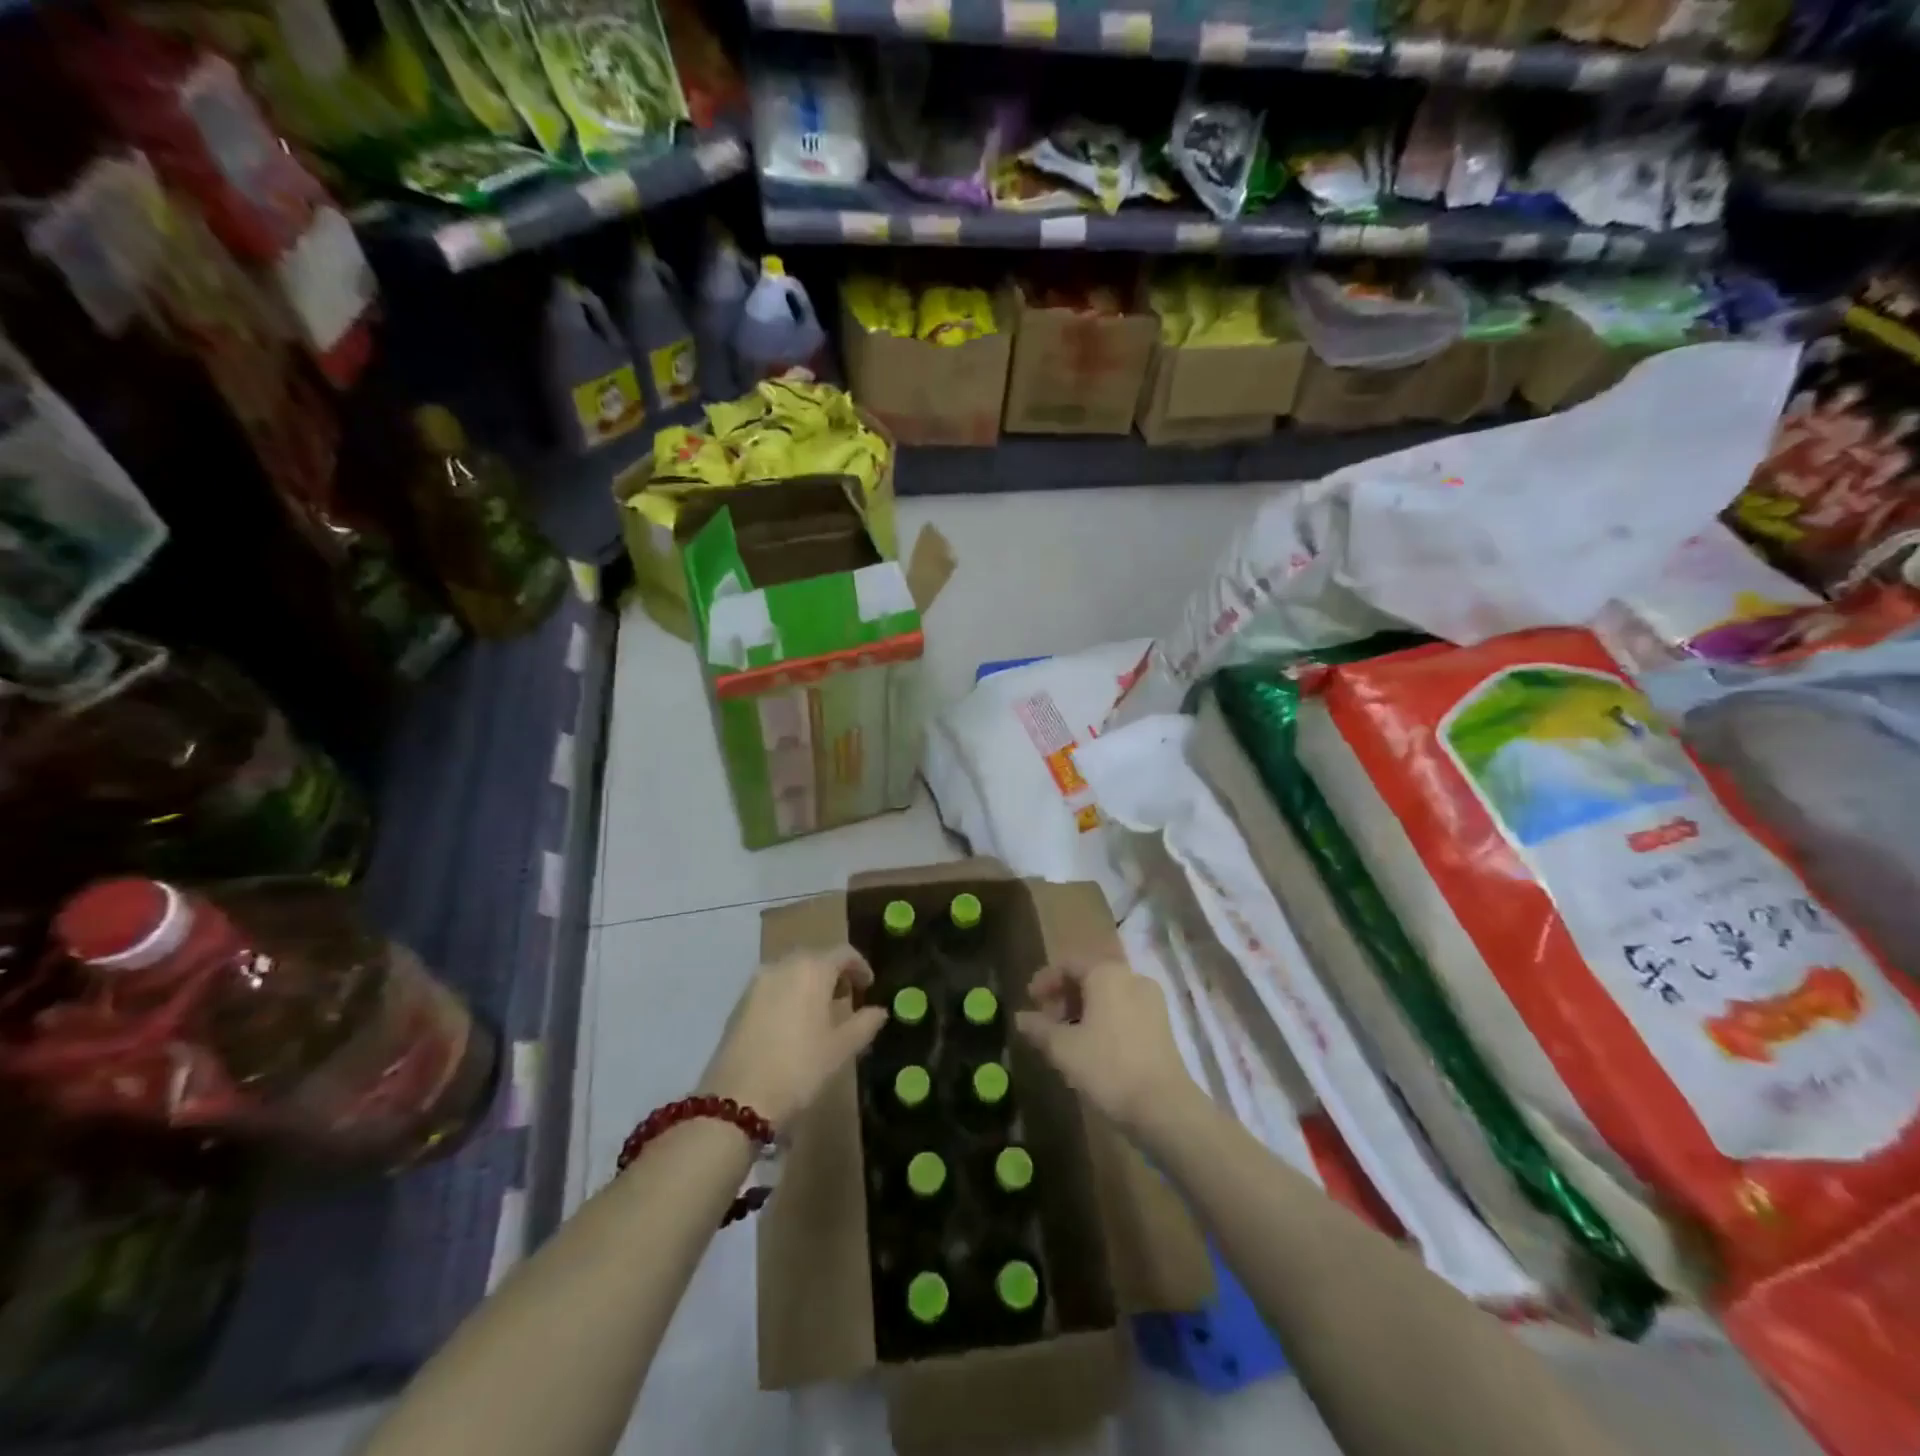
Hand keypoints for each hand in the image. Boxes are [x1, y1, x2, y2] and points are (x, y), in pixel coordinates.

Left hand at [699, 946, 887, 1128]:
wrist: (737, 1100)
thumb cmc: (799, 1068)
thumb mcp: (841, 1048)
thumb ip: (865, 1023)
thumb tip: (879, 1010)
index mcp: (812, 969)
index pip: (844, 953)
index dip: (860, 967)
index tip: (868, 987)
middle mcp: (783, 965)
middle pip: (816, 958)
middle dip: (834, 974)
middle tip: (846, 999)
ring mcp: (757, 982)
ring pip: (792, 971)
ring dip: (809, 983)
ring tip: (820, 1013)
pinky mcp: (739, 1002)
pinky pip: (773, 987)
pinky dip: (788, 994)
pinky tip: (793, 1023)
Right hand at [1014, 959, 1197, 1133]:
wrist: (1164, 1107)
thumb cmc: (1108, 1068)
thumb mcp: (1063, 1049)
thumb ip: (1039, 1028)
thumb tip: (1020, 1017)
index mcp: (1106, 973)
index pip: (1068, 964)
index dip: (1045, 980)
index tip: (1030, 1001)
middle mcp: (1131, 977)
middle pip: (1089, 977)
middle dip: (1064, 996)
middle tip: (1046, 1022)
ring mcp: (1151, 1000)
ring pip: (1108, 994)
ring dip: (1083, 1009)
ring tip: (1066, 1037)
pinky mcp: (1162, 1024)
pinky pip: (1124, 1009)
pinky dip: (1104, 1019)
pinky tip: (1093, 1046)